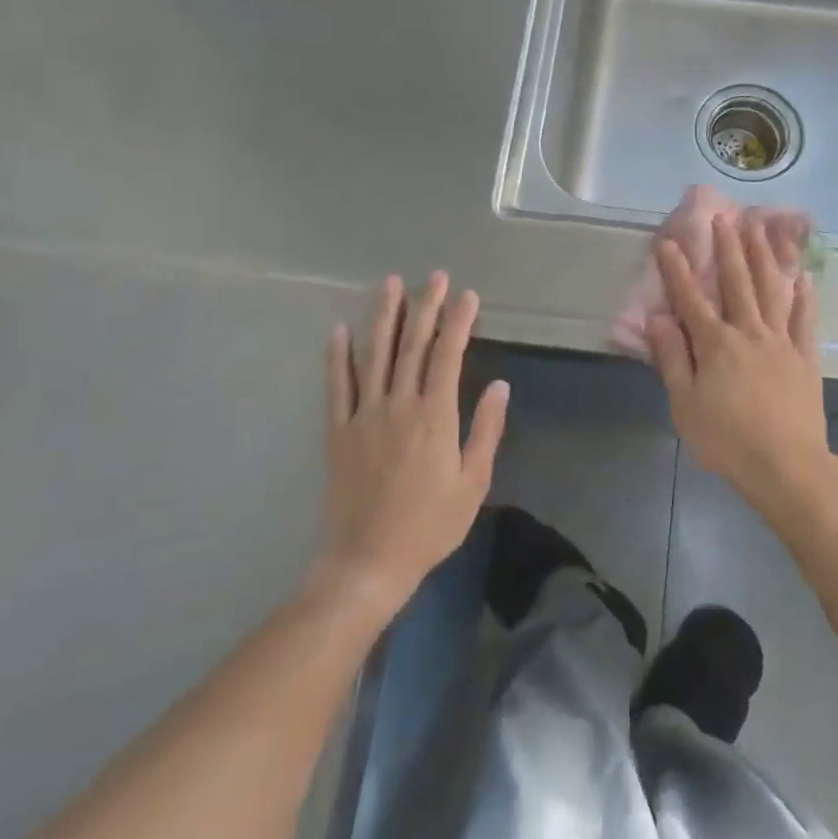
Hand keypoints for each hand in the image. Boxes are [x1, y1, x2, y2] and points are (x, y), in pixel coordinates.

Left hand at [317, 272, 509, 608]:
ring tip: (389, 284)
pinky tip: (339, 331)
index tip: (467, 295)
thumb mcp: (473, 481)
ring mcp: (364, 415)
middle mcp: (399, 405)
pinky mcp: (338, 431)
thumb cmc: (430, 525)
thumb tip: (500, 385)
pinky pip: (337, 386)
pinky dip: (337, 356)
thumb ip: (486, 429)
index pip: (448, 355)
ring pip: (374, 355)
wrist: (368, 561)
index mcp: (435, 415)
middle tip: (433, 277)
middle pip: (412, 345)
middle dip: (425, 307)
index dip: (459, 321)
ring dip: (383, 317)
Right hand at [646, 212, 833, 522]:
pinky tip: (803, 277)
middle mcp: (749, 332)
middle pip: (737, 282)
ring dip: (765, 257)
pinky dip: (804, 296)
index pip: (691, 299)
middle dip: (728, 248)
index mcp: (717, 344)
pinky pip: (804, 319)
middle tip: (724, 216)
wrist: (787, 466)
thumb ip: (672, 357)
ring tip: (761, 228)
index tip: (668, 241)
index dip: (677, 270)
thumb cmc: (727, 440)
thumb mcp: (686, 404)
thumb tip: (657, 317)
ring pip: (772, 290)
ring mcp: (782, 342)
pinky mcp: (806, 357)